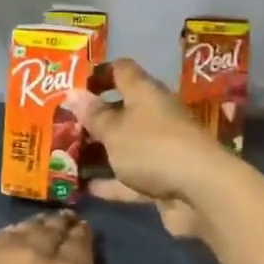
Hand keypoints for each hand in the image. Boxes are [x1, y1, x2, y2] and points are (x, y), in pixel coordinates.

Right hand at [67, 59, 230, 239]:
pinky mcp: (163, 179)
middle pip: (122, 110)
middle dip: (94, 118)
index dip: (99, 73)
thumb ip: (94, 115)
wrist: (201, 192)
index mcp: (146, 93)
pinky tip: (83, 189)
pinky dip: (110, 183)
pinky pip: (130, 178)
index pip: (122, 70)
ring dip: (100, 152)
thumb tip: (73, 93)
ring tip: (65, 157)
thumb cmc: (152, 148)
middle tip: (61, 125)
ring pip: (125, 146)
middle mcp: (155, 116)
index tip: (74, 84)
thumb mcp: (115, 130)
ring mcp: (161, 149)